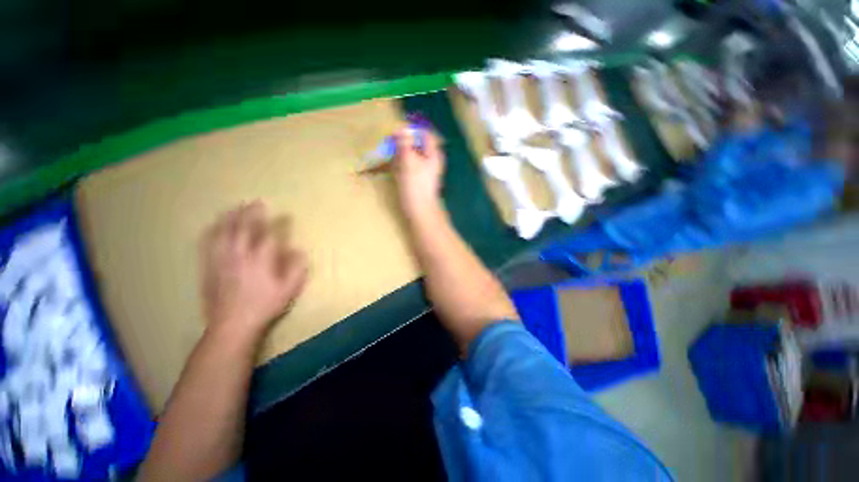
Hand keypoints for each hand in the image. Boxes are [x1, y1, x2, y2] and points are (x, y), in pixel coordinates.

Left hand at [200, 201, 308, 340]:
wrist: (232, 325)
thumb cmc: (264, 306)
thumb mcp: (289, 289)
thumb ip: (297, 268)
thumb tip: (299, 251)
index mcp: (260, 260)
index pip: (269, 235)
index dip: (278, 223)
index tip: (284, 215)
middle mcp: (239, 255)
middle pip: (242, 228)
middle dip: (250, 213)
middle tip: (255, 202)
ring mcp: (221, 260)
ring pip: (223, 232)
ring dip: (229, 217)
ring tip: (234, 208)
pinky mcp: (209, 267)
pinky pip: (208, 244)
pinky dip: (212, 232)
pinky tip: (214, 227)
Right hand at [393, 129, 444, 217]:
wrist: (420, 210)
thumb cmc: (416, 185)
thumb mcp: (409, 161)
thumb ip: (404, 143)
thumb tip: (400, 128)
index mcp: (433, 153)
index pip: (424, 133)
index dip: (410, 131)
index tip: (396, 135)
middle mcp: (430, 159)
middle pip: (416, 144)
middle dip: (402, 145)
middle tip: (391, 148)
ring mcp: (424, 169)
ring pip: (410, 155)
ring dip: (400, 156)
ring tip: (392, 161)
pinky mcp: (417, 178)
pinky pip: (408, 166)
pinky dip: (401, 166)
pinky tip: (395, 171)